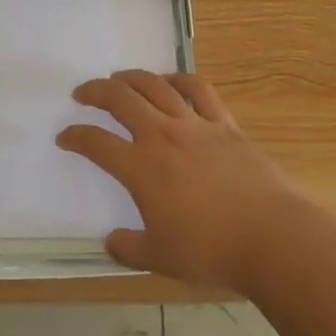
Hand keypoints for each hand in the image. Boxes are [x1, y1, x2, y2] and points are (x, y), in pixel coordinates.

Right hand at [58, 70, 297, 289]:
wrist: (270, 237)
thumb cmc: (210, 250)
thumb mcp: (160, 258)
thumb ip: (129, 248)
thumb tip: (110, 241)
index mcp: (141, 168)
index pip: (96, 144)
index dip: (76, 137)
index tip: (65, 136)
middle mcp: (162, 136)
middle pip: (121, 100)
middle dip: (96, 91)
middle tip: (83, 92)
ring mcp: (195, 125)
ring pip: (156, 86)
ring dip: (132, 77)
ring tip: (120, 78)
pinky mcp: (224, 123)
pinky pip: (199, 89)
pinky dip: (180, 78)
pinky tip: (171, 80)